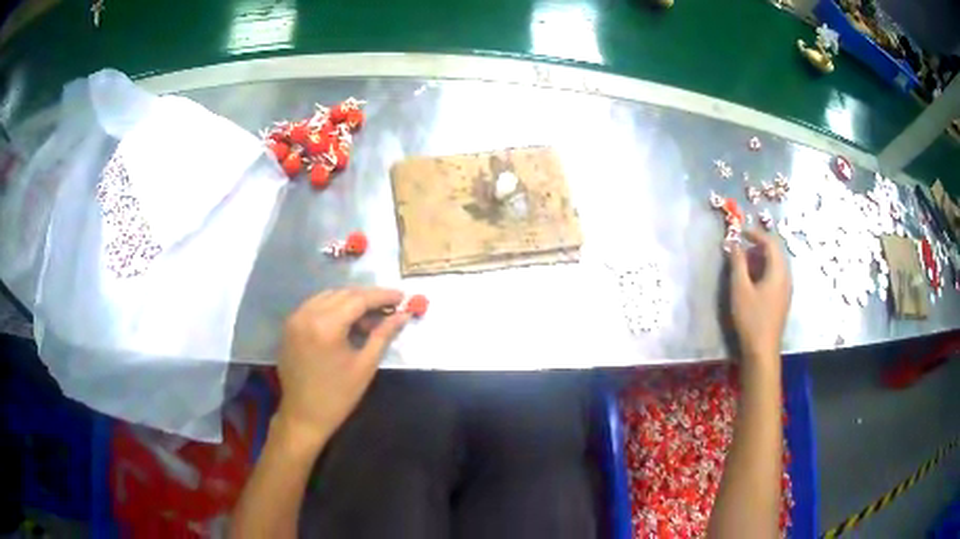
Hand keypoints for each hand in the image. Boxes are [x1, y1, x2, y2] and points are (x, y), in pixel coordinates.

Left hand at [275, 288, 409, 447]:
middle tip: (390, 307)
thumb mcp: (365, 365)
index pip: (358, 299)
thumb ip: (383, 335)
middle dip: (368, 298)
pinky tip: (347, 321)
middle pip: (343, 294)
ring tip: (370, 316)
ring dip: (351, 301)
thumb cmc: (338, 396)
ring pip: (328, 296)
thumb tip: (403, 315)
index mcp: (326, 326)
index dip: (382, 296)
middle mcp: (307, 314)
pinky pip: (315, 305)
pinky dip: (333, 307)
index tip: (402, 296)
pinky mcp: (290, 325)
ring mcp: (295, 318)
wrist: (304, 416)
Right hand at [728, 229, 791, 361]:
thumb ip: (737, 263)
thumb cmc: (751, 318)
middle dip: (758, 246)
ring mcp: (786, 289)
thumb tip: (734, 243)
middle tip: (741, 248)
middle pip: (775, 252)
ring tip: (744, 264)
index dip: (756, 234)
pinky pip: (776, 276)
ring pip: (775, 264)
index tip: (741, 232)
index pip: (770, 242)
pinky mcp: (782, 299)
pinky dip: (764, 270)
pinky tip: (752, 281)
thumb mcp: (740, 288)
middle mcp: (786, 276)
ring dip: (760, 259)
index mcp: (778, 271)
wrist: (762, 349)